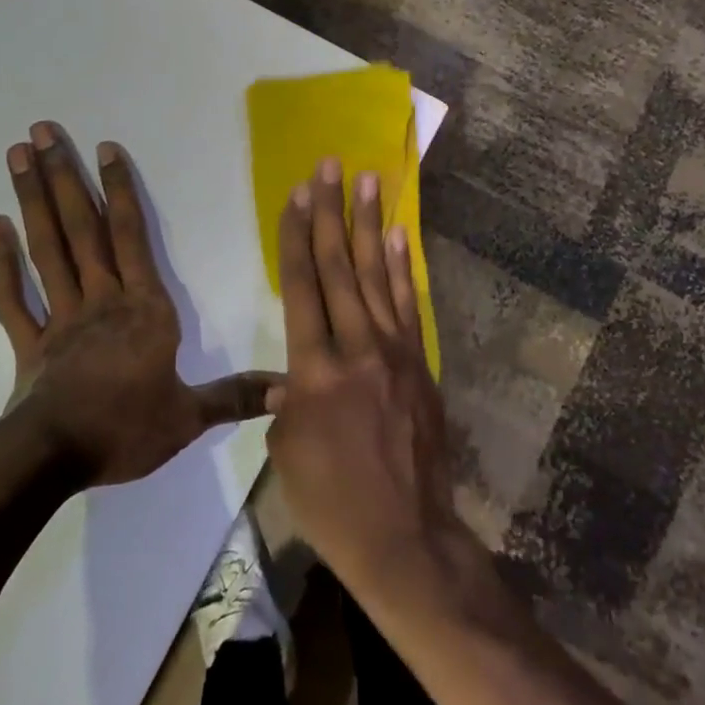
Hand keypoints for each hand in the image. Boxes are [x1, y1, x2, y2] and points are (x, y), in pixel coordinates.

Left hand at [0, 123, 277, 487]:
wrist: (52, 459)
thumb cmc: (124, 429)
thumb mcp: (189, 416)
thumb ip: (236, 396)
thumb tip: (290, 388)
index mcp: (143, 308)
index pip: (132, 237)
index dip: (119, 191)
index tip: (104, 148)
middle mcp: (100, 299)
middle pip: (81, 229)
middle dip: (63, 177)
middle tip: (40, 130)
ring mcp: (59, 318)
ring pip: (46, 250)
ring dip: (31, 201)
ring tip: (17, 156)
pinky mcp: (28, 343)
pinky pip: (14, 297)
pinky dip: (2, 262)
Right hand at [265, 157, 477, 611]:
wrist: (405, 537)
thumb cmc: (332, 503)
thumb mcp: (286, 455)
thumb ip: (284, 405)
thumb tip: (286, 379)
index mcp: (314, 371)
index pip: (301, 287)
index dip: (298, 237)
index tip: (297, 195)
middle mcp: (356, 348)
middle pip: (340, 268)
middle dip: (332, 213)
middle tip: (330, 167)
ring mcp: (395, 353)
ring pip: (377, 276)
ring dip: (370, 225)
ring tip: (367, 182)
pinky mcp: (420, 363)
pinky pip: (409, 305)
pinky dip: (403, 268)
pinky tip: (398, 236)